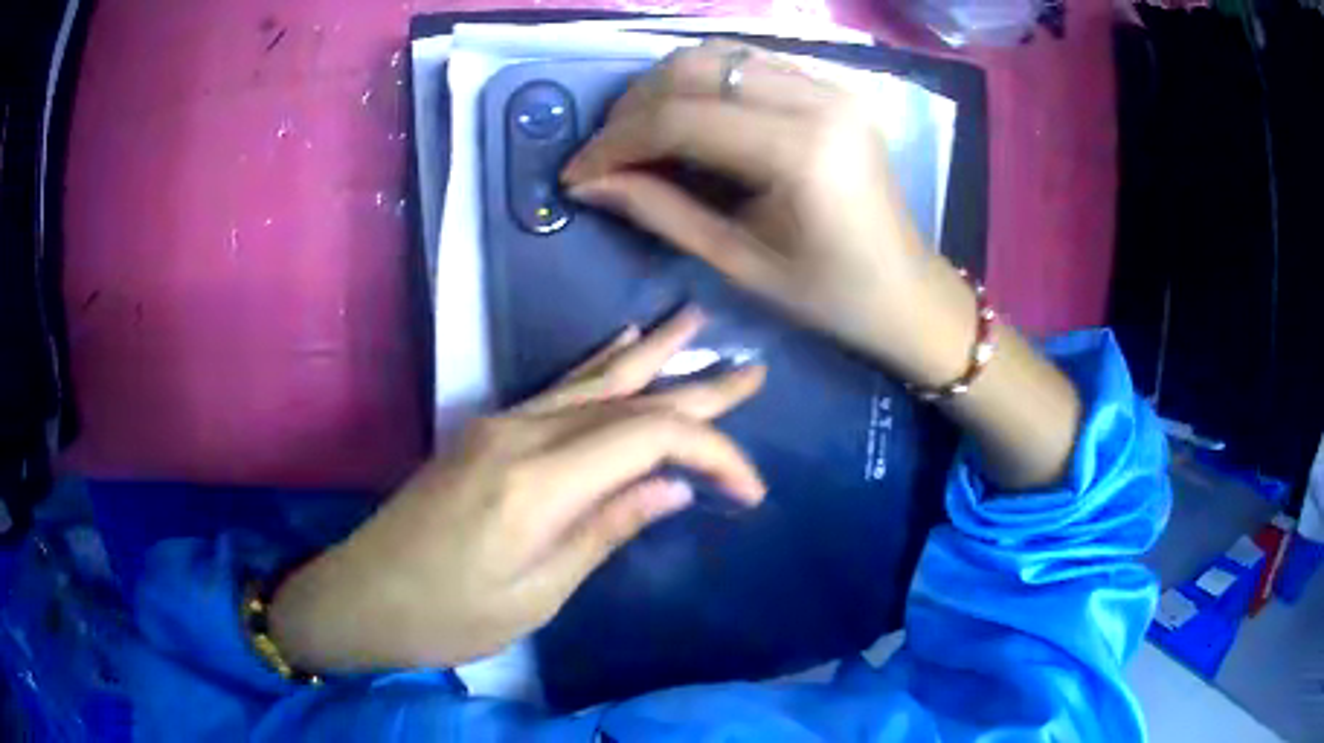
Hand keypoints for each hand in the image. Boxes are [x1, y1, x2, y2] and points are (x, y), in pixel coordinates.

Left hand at [269, 309, 767, 671]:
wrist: (363, 595)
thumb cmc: (448, 615)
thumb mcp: (537, 594)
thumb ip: (607, 528)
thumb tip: (675, 485)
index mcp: (538, 481)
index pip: (650, 439)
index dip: (712, 452)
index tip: (751, 489)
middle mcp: (522, 434)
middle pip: (627, 397)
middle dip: (697, 387)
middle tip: (753, 370)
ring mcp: (501, 425)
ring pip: (594, 380)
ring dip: (652, 356)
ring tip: (696, 327)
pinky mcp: (488, 432)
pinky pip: (558, 388)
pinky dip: (599, 364)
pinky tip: (622, 341)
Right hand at [562, 40, 977, 387]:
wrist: (906, 290)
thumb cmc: (829, 295)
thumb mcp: (739, 263)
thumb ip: (659, 212)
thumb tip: (587, 183)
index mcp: (801, 152)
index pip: (682, 118)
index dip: (616, 141)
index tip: (578, 171)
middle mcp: (818, 99)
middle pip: (695, 68)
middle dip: (634, 106)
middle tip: (606, 152)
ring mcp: (830, 85)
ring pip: (718, 54)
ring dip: (665, 87)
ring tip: (638, 133)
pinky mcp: (833, 87)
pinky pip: (748, 64)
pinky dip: (704, 82)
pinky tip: (685, 116)